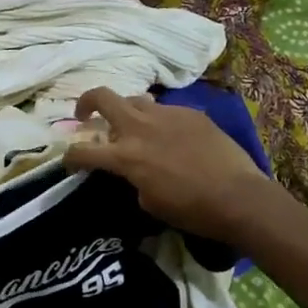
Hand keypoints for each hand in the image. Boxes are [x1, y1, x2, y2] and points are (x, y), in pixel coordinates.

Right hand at [63, 87, 281, 242]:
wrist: (238, 196)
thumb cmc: (191, 209)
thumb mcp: (149, 202)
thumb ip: (132, 178)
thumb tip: (134, 169)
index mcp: (125, 156)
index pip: (82, 151)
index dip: (69, 156)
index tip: (69, 160)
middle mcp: (139, 127)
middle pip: (102, 97)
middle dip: (87, 102)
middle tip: (86, 114)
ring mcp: (166, 114)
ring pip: (135, 99)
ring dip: (126, 111)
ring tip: (133, 126)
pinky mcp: (190, 112)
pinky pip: (165, 110)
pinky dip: (159, 120)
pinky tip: (171, 136)